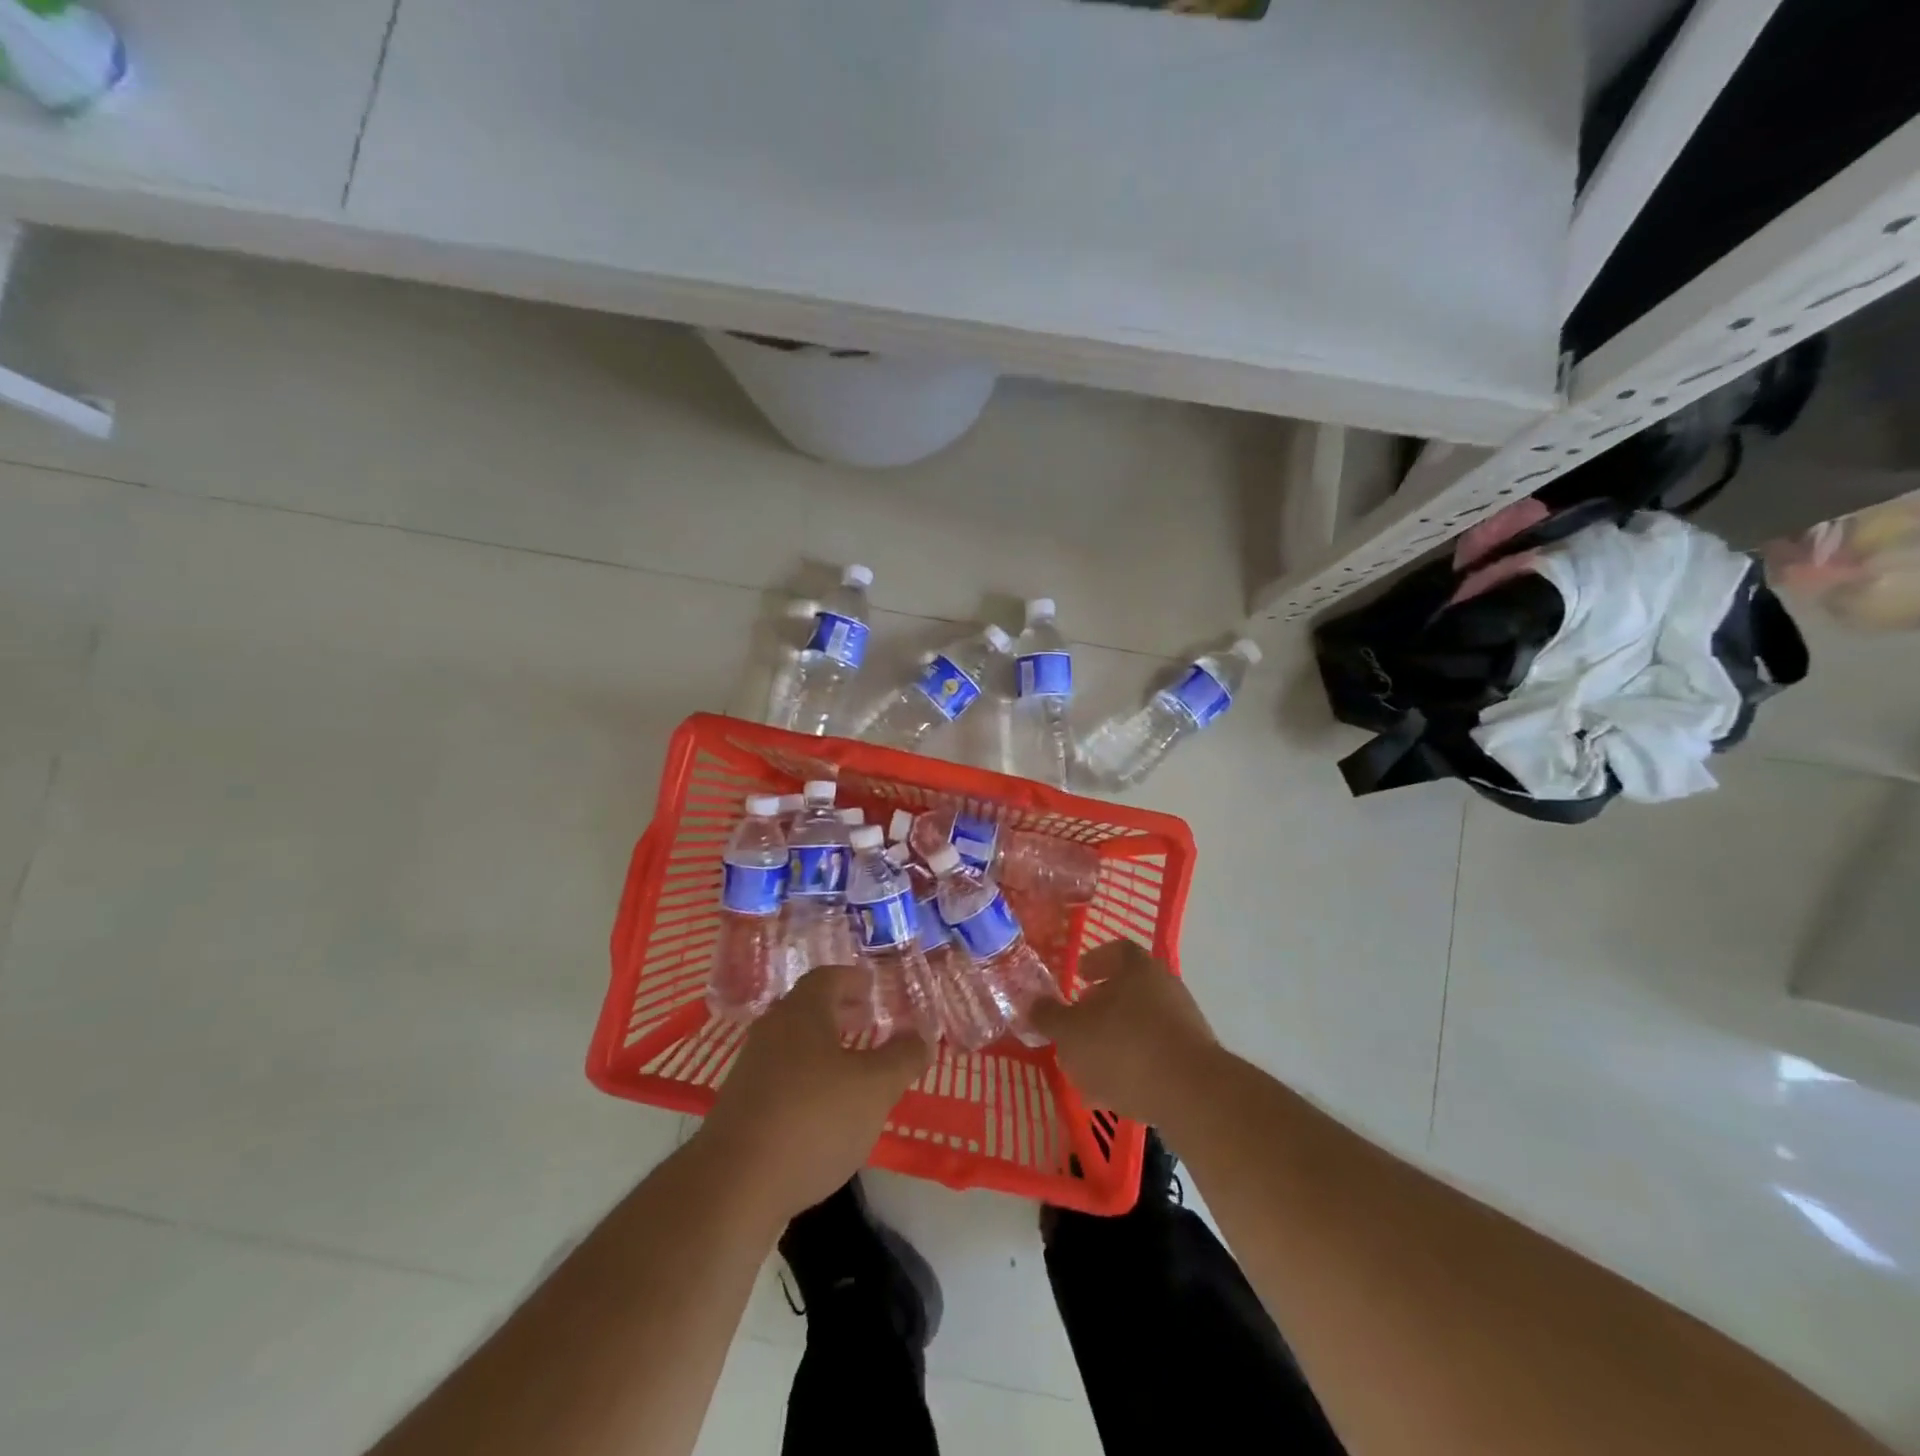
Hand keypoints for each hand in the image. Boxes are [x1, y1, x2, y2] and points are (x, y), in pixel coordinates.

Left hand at [697, 965, 931, 1220]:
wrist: (733, 1187)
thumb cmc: (812, 1120)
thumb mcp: (875, 1088)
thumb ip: (902, 1058)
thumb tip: (920, 1036)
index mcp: (801, 1013)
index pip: (827, 978)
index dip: (852, 979)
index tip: (872, 987)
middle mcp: (771, 1031)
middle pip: (807, 1009)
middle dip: (839, 1012)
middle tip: (868, 1021)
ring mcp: (750, 1070)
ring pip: (793, 1045)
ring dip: (823, 1048)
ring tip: (853, 1067)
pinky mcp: (740, 1108)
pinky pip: (781, 1078)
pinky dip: (807, 1079)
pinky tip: (824, 1110)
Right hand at [1029, 940, 1218, 1126]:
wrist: (1192, 1095)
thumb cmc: (1124, 1048)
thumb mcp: (1072, 1033)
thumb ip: (1050, 1017)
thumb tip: (1032, 1002)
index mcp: (1137, 968)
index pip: (1117, 951)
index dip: (1095, 961)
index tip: (1079, 975)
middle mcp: (1165, 986)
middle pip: (1129, 989)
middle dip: (1102, 1006)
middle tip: (1079, 1025)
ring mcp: (1184, 1022)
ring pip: (1141, 1024)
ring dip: (1116, 1040)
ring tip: (1090, 1068)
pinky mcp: (1195, 1059)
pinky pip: (1157, 1054)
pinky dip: (1135, 1066)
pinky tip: (1116, 1092)